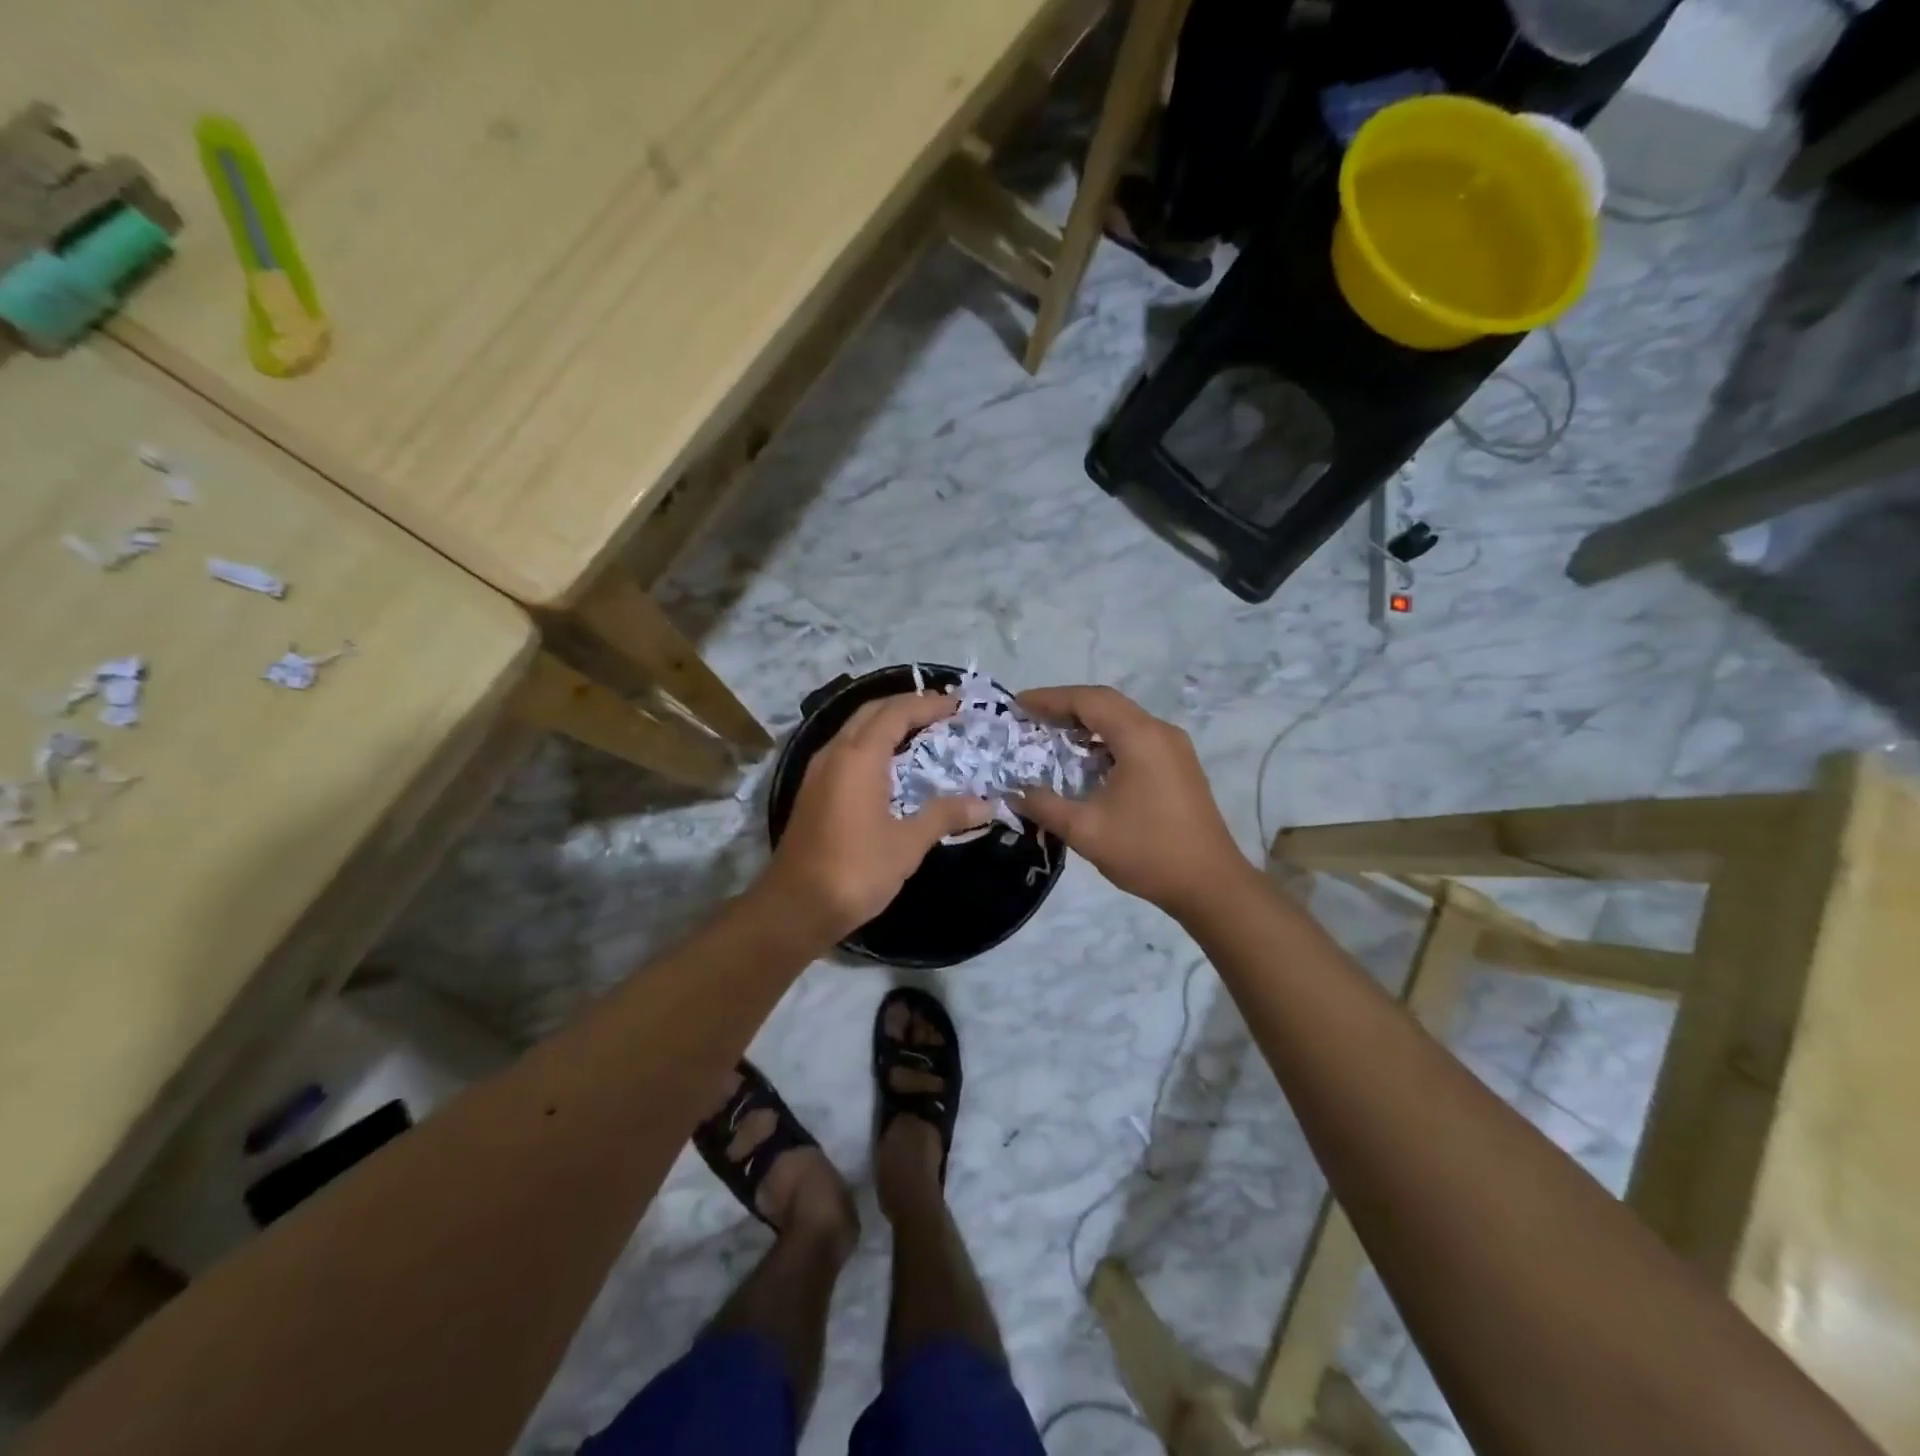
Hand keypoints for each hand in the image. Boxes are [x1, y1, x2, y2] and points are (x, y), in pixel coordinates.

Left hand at [761, 693, 991, 941]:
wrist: (794, 907)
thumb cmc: (855, 870)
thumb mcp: (907, 844)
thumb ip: (944, 815)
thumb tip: (986, 804)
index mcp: (858, 758)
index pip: (896, 713)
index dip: (928, 704)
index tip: (957, 705)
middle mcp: (834, 754)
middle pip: (871, 712)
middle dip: (906, 705)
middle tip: (941, 710)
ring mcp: (818, 772)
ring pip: (855, 729)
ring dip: (887, 723)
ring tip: (921, 730)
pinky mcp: (813, 791)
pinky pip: (846, 750)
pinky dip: (872, 743)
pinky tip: (890, 764)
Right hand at [1015, 685, 1251, 917]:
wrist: (1210, 884)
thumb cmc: (1147, 852)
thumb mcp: (1085, 830)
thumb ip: (1044, 806)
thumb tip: (1013, 793)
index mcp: (1139, 738)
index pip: (1088, 701)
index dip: (1050, 699)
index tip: (1018, 704)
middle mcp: (1160, 732)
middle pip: (1107, 703)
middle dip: (1066, 706)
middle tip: (1031, 717)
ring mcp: (1174, 748)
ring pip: (1123, 719)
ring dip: (1087, 722)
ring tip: (1053, 735)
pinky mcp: (1179, 765)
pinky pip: (1136, 737)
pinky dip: (1106, 739)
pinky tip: (1087, 760)